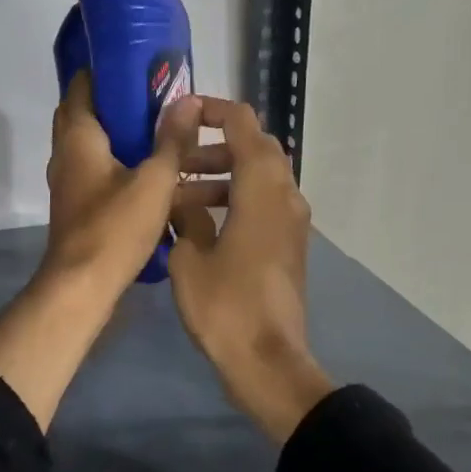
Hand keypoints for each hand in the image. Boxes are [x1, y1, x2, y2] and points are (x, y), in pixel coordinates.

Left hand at [42, 71, 199, 296]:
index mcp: (79, 136)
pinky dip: (127, 167)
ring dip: (129, 139)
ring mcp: (72, 182)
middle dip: (123, 105)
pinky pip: (104, 173)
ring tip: (169, 134)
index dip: (107, 71)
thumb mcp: (155, 180)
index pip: (82, 86)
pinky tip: (160, 174)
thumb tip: (188, 100)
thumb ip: (172, 140)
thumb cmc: (115, 227)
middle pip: (92, 116)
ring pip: (100, 148)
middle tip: (159, 100)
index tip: (139, 65)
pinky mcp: (81, 206)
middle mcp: (68, 153)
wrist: (82, 286)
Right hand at [168, 98, 334, 444]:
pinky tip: (202, 224)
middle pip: (255, 147)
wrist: (268, 361)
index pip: (243, 124)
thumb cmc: (224, 307)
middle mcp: (284, 195)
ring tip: (181, 196)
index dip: (213, 110)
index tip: (181, 114)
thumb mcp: (189, 257)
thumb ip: (186, 216)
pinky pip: (264, 203)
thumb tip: (183, 200)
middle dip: (214, 146)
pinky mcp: (290, 245)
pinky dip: (236, 199)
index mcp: (261, 189)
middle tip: (177, 161)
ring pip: (260, 177)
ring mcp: (292, 221)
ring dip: (223, 175)